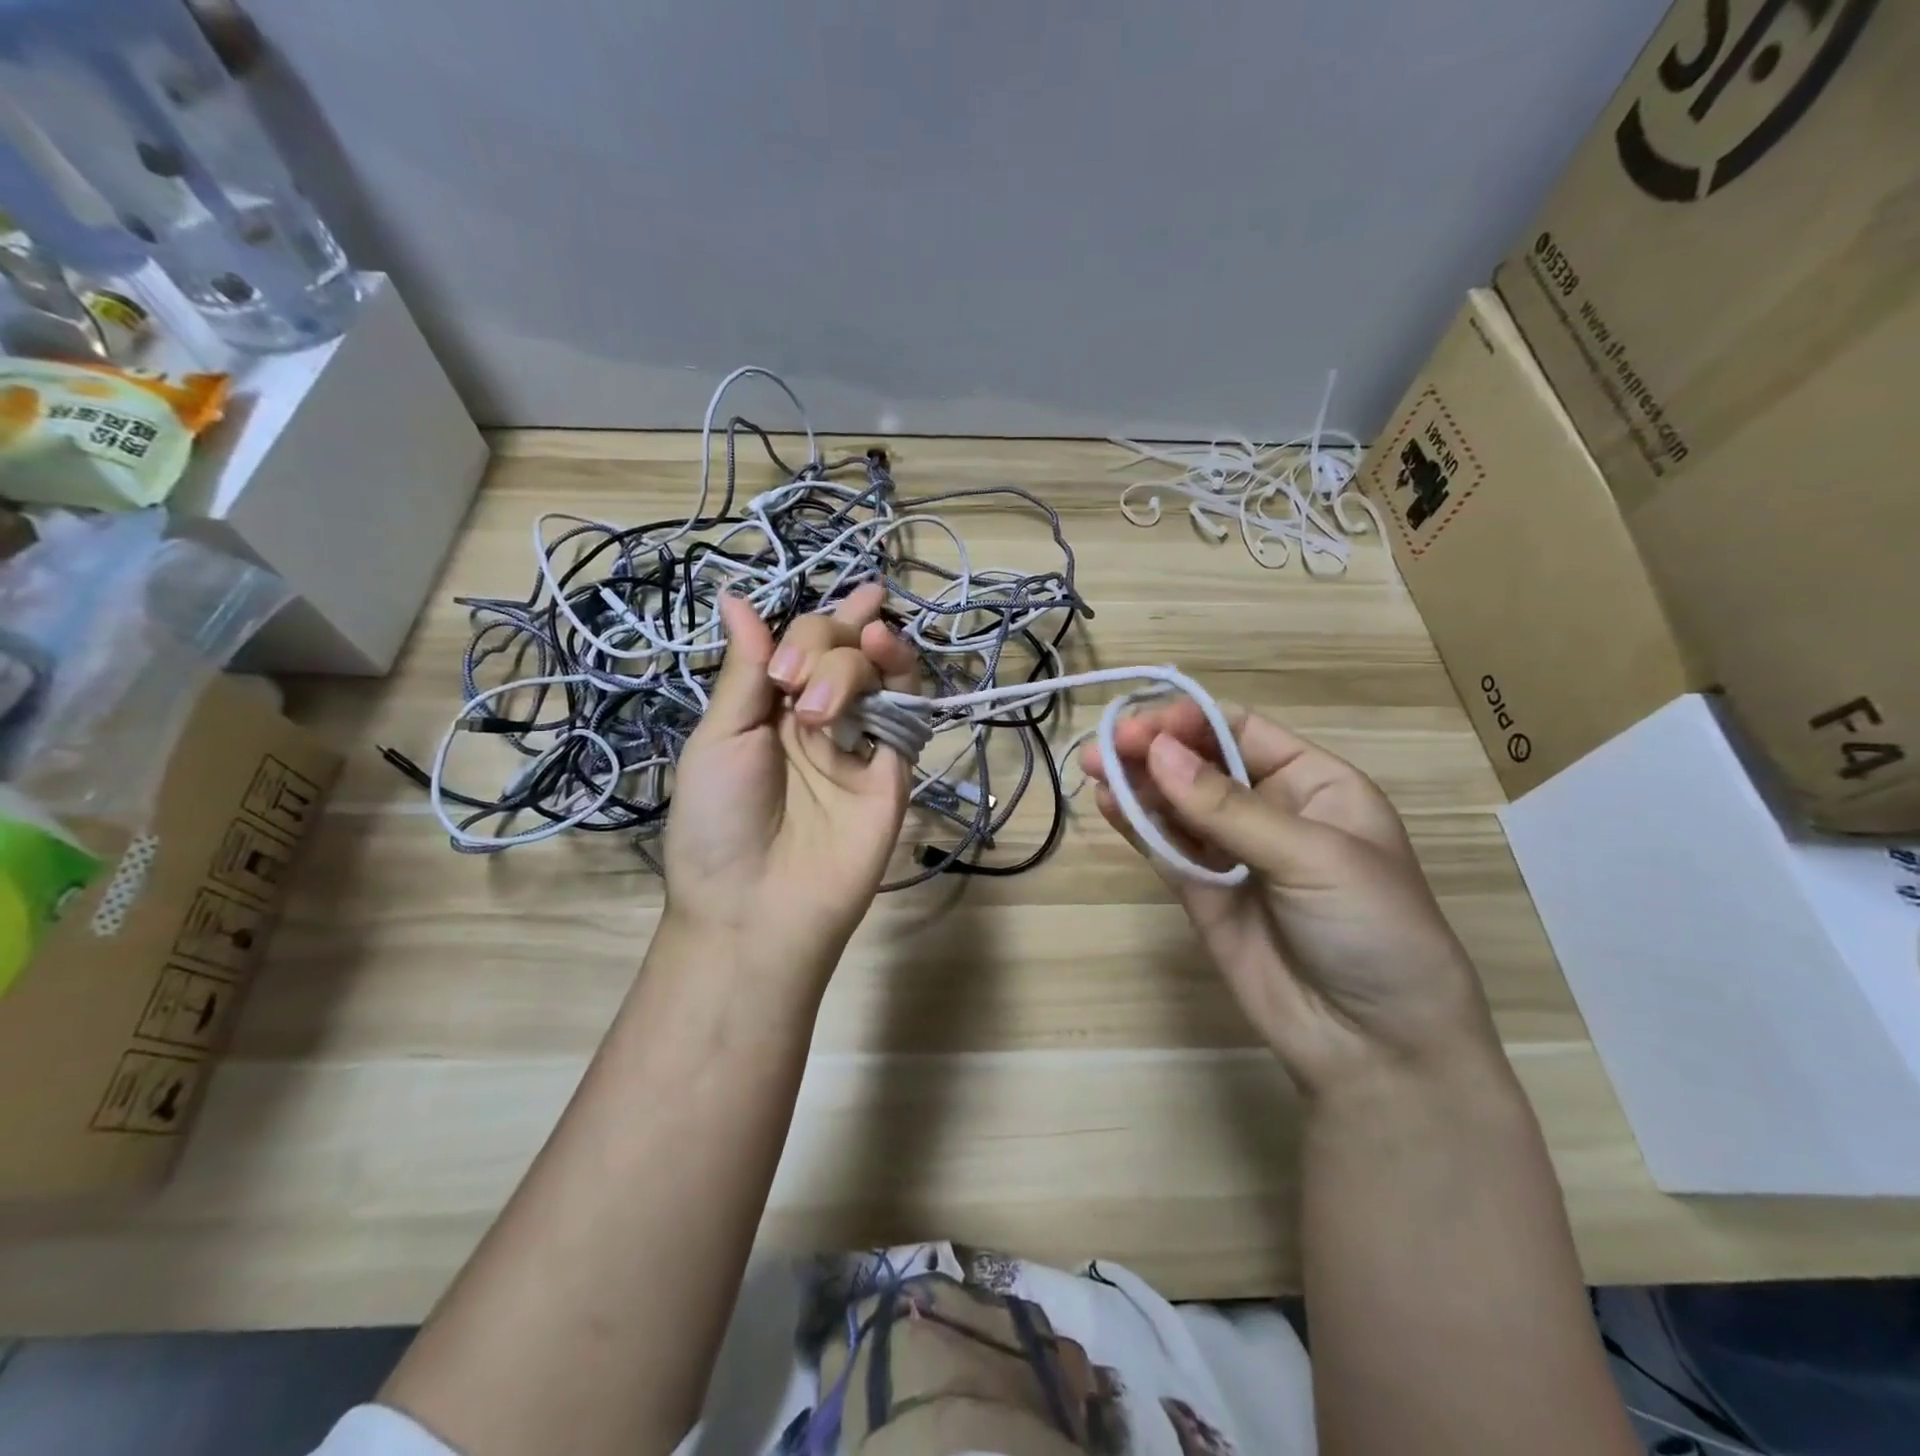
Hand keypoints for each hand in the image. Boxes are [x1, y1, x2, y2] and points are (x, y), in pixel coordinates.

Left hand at [663, 583, 916, 972]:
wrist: (755, 908)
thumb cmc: (719, 823)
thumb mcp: (719, 738)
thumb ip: (746, 671)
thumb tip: (735, 598)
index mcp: (771, 710)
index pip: (804, 647)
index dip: (816, 623)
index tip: (820, 623)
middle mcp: (820, 718)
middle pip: (843, 650)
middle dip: (825, 643)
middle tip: (794, 683)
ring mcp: (861, 743)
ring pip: (880, 672)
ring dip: (864, 653)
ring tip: (848, 666)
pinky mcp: (893, 770)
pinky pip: (907, 714)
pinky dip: (903, 677)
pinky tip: (888, 653)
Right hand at [1081, 703, 1501, 1095]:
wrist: (1375, 1048)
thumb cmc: (1372, 930)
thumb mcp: (1314, 857)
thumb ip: (1228, 807)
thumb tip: (1156, 750)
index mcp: (1314, 784)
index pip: (1241, 731)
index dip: (1190, 722)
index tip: (1145, 728)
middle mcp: (1269, 810)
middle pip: (1200, 762)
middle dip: (1154, 749)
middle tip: (1104, 748)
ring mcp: (1231, 853)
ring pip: (1175, 803)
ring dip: (1136, 782)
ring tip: (1094, 769)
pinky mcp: (1201, 893)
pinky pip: (1164, 847)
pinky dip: (1136, 824)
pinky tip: (1110, 805)